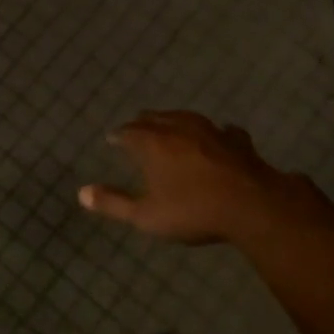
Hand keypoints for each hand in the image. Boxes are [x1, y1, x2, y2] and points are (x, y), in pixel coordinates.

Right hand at [79, 110, 317, 245]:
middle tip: (135, 129)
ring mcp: (210, 130)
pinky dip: (214, 132)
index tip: (112, 139)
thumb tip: (82, 193)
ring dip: (173, 120)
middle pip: (154, 118)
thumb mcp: (147, 216)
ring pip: (185, 117)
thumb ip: (114, 203)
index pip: (128, 132)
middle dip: (142, 123)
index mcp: (153, 143)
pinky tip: (219, 135)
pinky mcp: (237, 139)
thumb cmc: (193, 211)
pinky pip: (222, 129)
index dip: (118, 136)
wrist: (251, 205)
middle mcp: (178, 128)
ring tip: (169, 124)